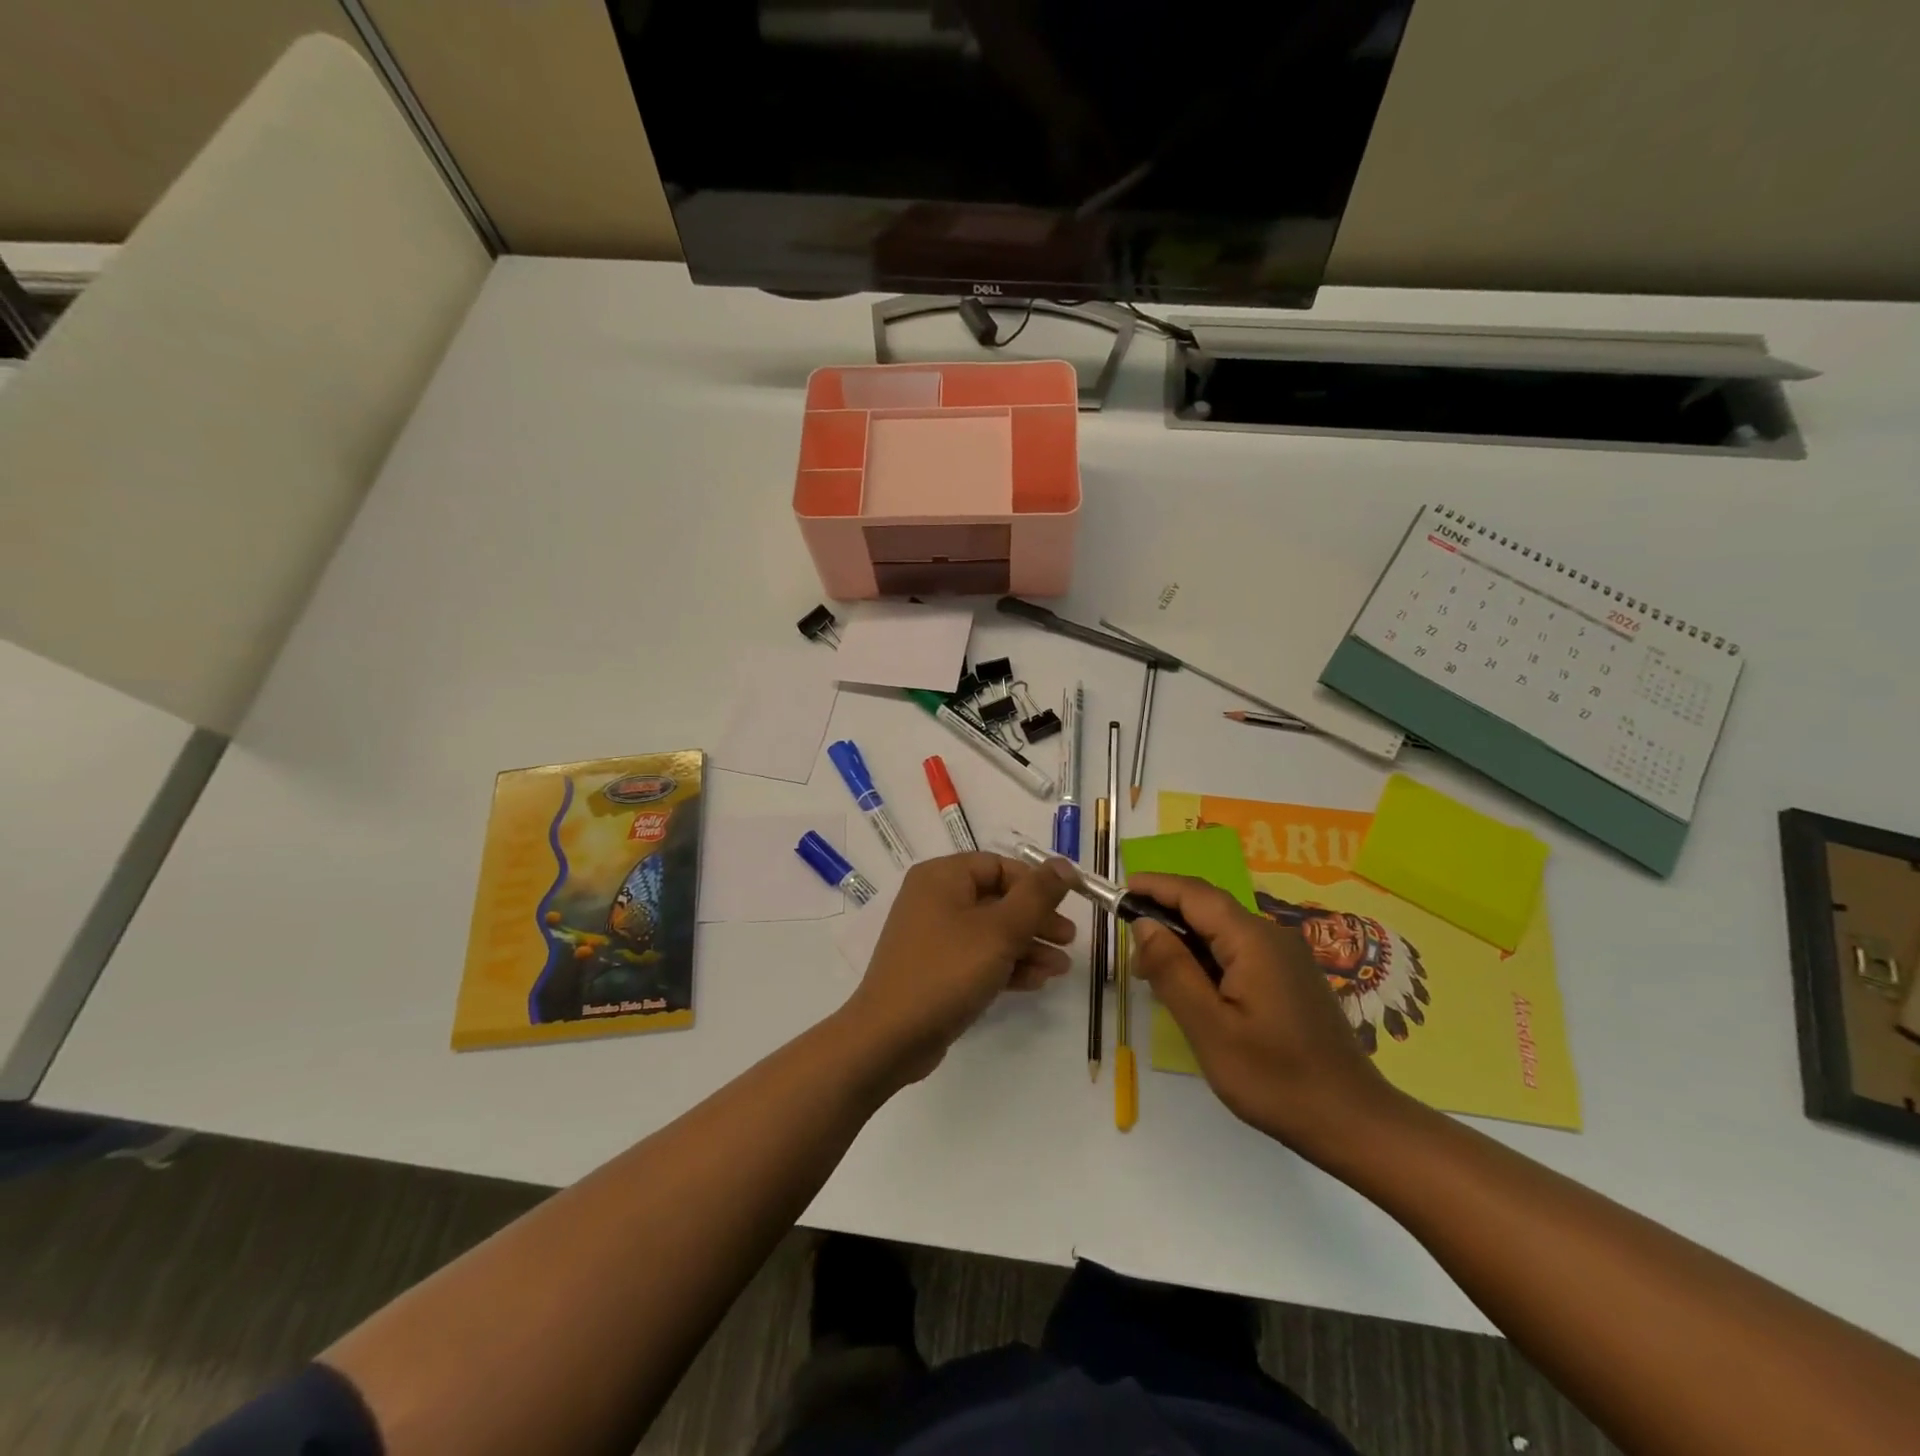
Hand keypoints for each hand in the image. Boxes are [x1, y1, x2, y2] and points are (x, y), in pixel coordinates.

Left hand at [842, 854, 1074, 1086]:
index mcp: (942, 877)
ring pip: (991, 932)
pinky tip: (1036, 982)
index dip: (1035, 883)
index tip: (1068, 904)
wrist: (891, 1037)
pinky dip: (1006, 965)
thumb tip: (1064, 864)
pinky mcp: (936, 969)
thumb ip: (1036, 896)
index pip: (999, 865)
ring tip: (1060, 968)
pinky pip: (977, 957)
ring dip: (1028, 946)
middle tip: (1069, 940)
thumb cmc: (947, 971)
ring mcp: (933, 936)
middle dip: (1036, 920)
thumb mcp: (1000, 931)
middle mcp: (934, 899)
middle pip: (997, 899)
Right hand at [1126, 872, 1400, 1158]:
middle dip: (1166, 917)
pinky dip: (1208, 958)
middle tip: (1133, 956)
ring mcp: (1287, 957)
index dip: (1154, 886)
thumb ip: (1173, 970)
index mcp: (1252, 940)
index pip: (1194, 894)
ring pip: (1223, 931)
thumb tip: (1144, 924)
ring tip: (1156, 978)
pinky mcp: (1292, 978)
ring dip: (1186, 942)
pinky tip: (1196, 991)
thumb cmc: (1275, 1078)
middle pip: (1209, 908)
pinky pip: (1241, 951)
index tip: (1119, 891)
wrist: (1354, 1122)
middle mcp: (1272, 936)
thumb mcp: (1210, 1028)